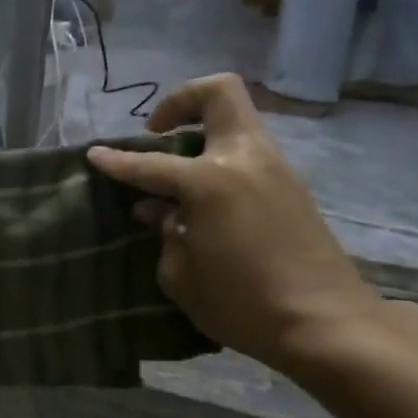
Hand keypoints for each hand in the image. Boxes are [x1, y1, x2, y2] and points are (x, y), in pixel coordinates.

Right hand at [87, 74, 386, 372]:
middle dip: (181, 101)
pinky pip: (246, 154)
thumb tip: (158, 211)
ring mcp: (274, 169)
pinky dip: (219, 163)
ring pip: (236, 122)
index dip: (116, 161)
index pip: (150, 163)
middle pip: (218, 94)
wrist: (324, 323)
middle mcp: (244, 160)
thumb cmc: (240, 303)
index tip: (94, 154)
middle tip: (157, 133)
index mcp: (210, 181)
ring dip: (202, 135)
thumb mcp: (180, 275)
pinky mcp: (291, 188)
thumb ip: (164, 233)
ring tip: (174, 176)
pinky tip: (202, 202)